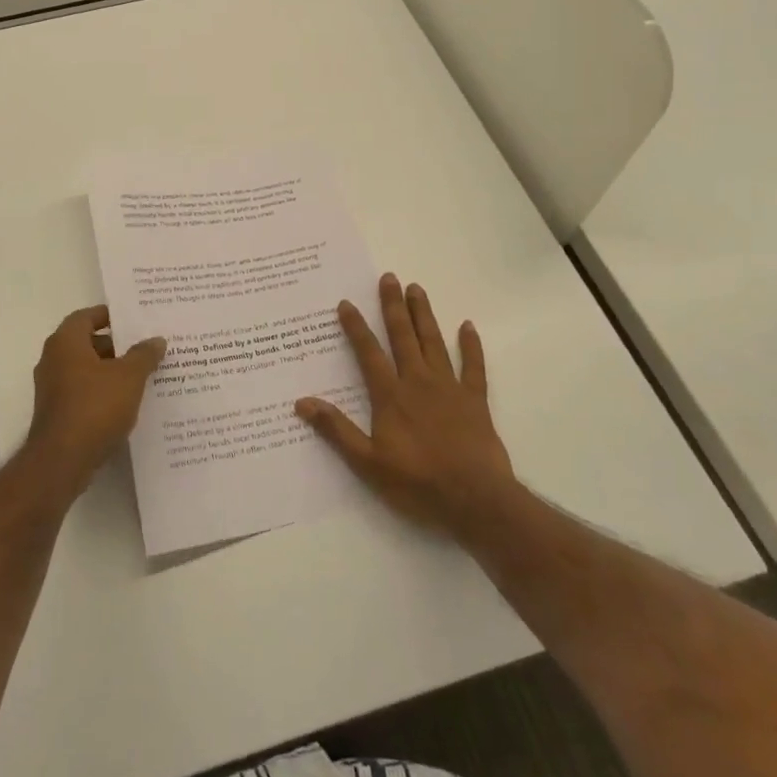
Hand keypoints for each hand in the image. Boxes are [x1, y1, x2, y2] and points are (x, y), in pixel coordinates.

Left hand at [25, 305, 165, 496]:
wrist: (62, 461)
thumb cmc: (94, 407)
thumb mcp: (129, 377)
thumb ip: (144, 355)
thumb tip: (156, 340)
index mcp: (66, 343)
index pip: (86, 316)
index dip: (109, 315)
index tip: (134, 319)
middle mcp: (53, 360)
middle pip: (87, 343)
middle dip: (116, 346)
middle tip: (146, 348)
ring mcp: (53, 389)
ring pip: (86, 370)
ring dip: (111, 371)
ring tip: (144, 375)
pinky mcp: (58, 413)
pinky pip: (84, 392)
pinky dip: (103, 392)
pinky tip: (128, 402)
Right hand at [296, 273, 515, 541]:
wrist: (474, 499)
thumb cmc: (417, 482)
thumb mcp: (368, 462)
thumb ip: (336, 430)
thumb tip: (302, 402)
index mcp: (391, 396)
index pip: (369, 353)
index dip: (356, 327)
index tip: (346, 303)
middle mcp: (418, 382)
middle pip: (403, 337)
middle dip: (393, 306)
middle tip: (389, 277)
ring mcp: (450, 388)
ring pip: (434, 342)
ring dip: (424, 315)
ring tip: (417, 288)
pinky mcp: (475, 400)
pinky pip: (473, 366)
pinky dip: (471, 345)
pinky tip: (468, 326)